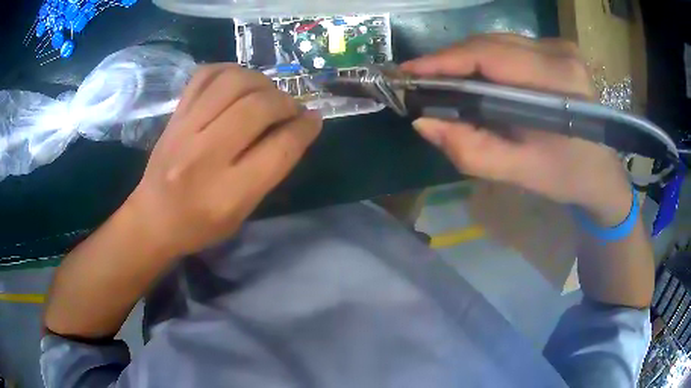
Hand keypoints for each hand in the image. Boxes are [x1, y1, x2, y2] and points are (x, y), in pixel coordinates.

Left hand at [124, 64, 321, 257]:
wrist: (153, 218)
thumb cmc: (201, 224)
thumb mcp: (243, 211)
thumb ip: (271, 170)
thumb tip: (298, 127)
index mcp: (228, 193)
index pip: (279, 149)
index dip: (305, 128)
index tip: (314, 119)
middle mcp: (205, 156)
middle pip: (258, 107)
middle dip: (286, 102)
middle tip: (291, 108)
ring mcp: (185, 129)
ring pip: (233, 82)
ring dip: (261, 81)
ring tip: (266, 93)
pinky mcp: (175, 115)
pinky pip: (205, 75)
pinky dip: (230, 70)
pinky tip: (239, 82)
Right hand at [402, 34, 631, 224]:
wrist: (600, 170)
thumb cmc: (566, 175)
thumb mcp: (520, 172)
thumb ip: (472, 150)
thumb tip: (424, 122)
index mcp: (559, 84)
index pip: (491, 56)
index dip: (445, 60)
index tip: (409, 72)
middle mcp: (560, 53)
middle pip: (490, 44)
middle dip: (451, 61)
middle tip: (421, 81)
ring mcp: (560, 46)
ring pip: (497, 42)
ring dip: (467, 59)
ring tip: (443, 80)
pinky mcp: (558, 48)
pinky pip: (510, 46)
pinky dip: (486, 59)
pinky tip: (477, 77)